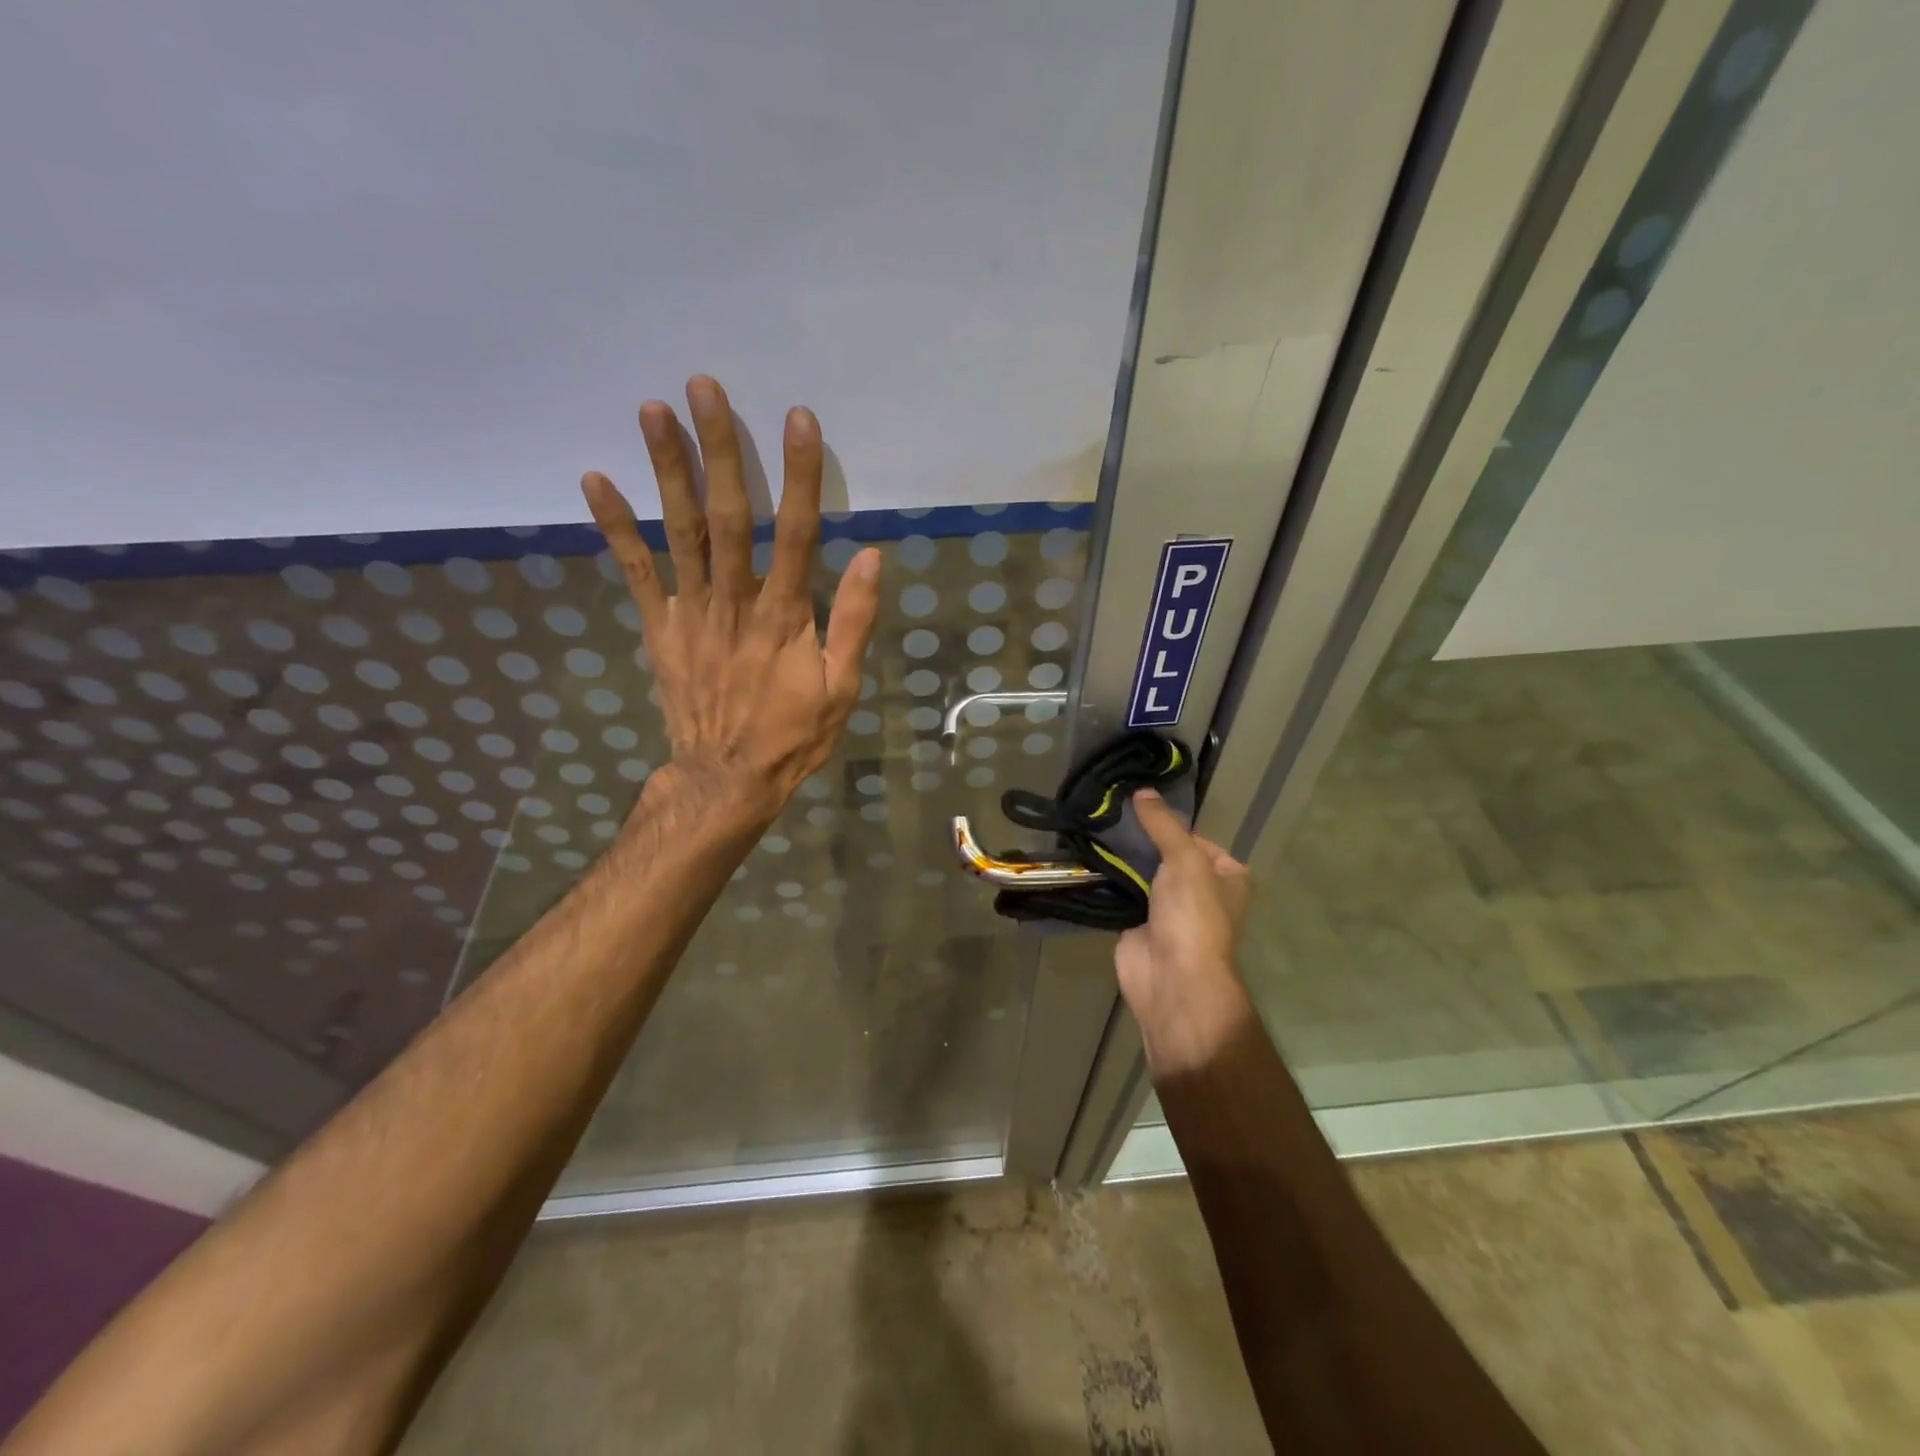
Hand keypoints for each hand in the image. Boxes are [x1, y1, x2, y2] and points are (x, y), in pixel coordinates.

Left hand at [583, 375, 880, 827]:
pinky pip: (636, 572)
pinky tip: (595, 479)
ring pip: (679, 531)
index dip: (799, 474)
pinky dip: (615, 526)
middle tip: (704, 387)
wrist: (726, 779)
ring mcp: (691, 612)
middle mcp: (735, 601)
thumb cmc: (792, 735)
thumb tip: (872, 557)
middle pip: (728, 515)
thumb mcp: (842, 688)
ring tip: (652, 409)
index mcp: (785, 615)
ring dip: (666, 469)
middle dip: (718, 449)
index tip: (798, 419)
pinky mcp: (660, 628)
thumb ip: (854, 621)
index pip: (796, 532)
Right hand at [1115, 789, 1256, 1076]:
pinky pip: (1123, 893)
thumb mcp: (1185, 859)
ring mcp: (1169, 910)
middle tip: (1110, 813)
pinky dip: (1109, 879)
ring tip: (1095, 827)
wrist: (1172, 978)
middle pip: (1167, 854)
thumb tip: (1142, 791)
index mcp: (1228, 877)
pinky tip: (1088, 856)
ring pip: (1143, 873)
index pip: (1196, 838)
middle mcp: (1202, 892)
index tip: (1138, 806)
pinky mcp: (1139, 924)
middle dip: (1142, 839)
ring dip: (1123, 858)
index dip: (1170, 823)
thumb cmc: (1193, 916)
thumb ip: (1164, 825)